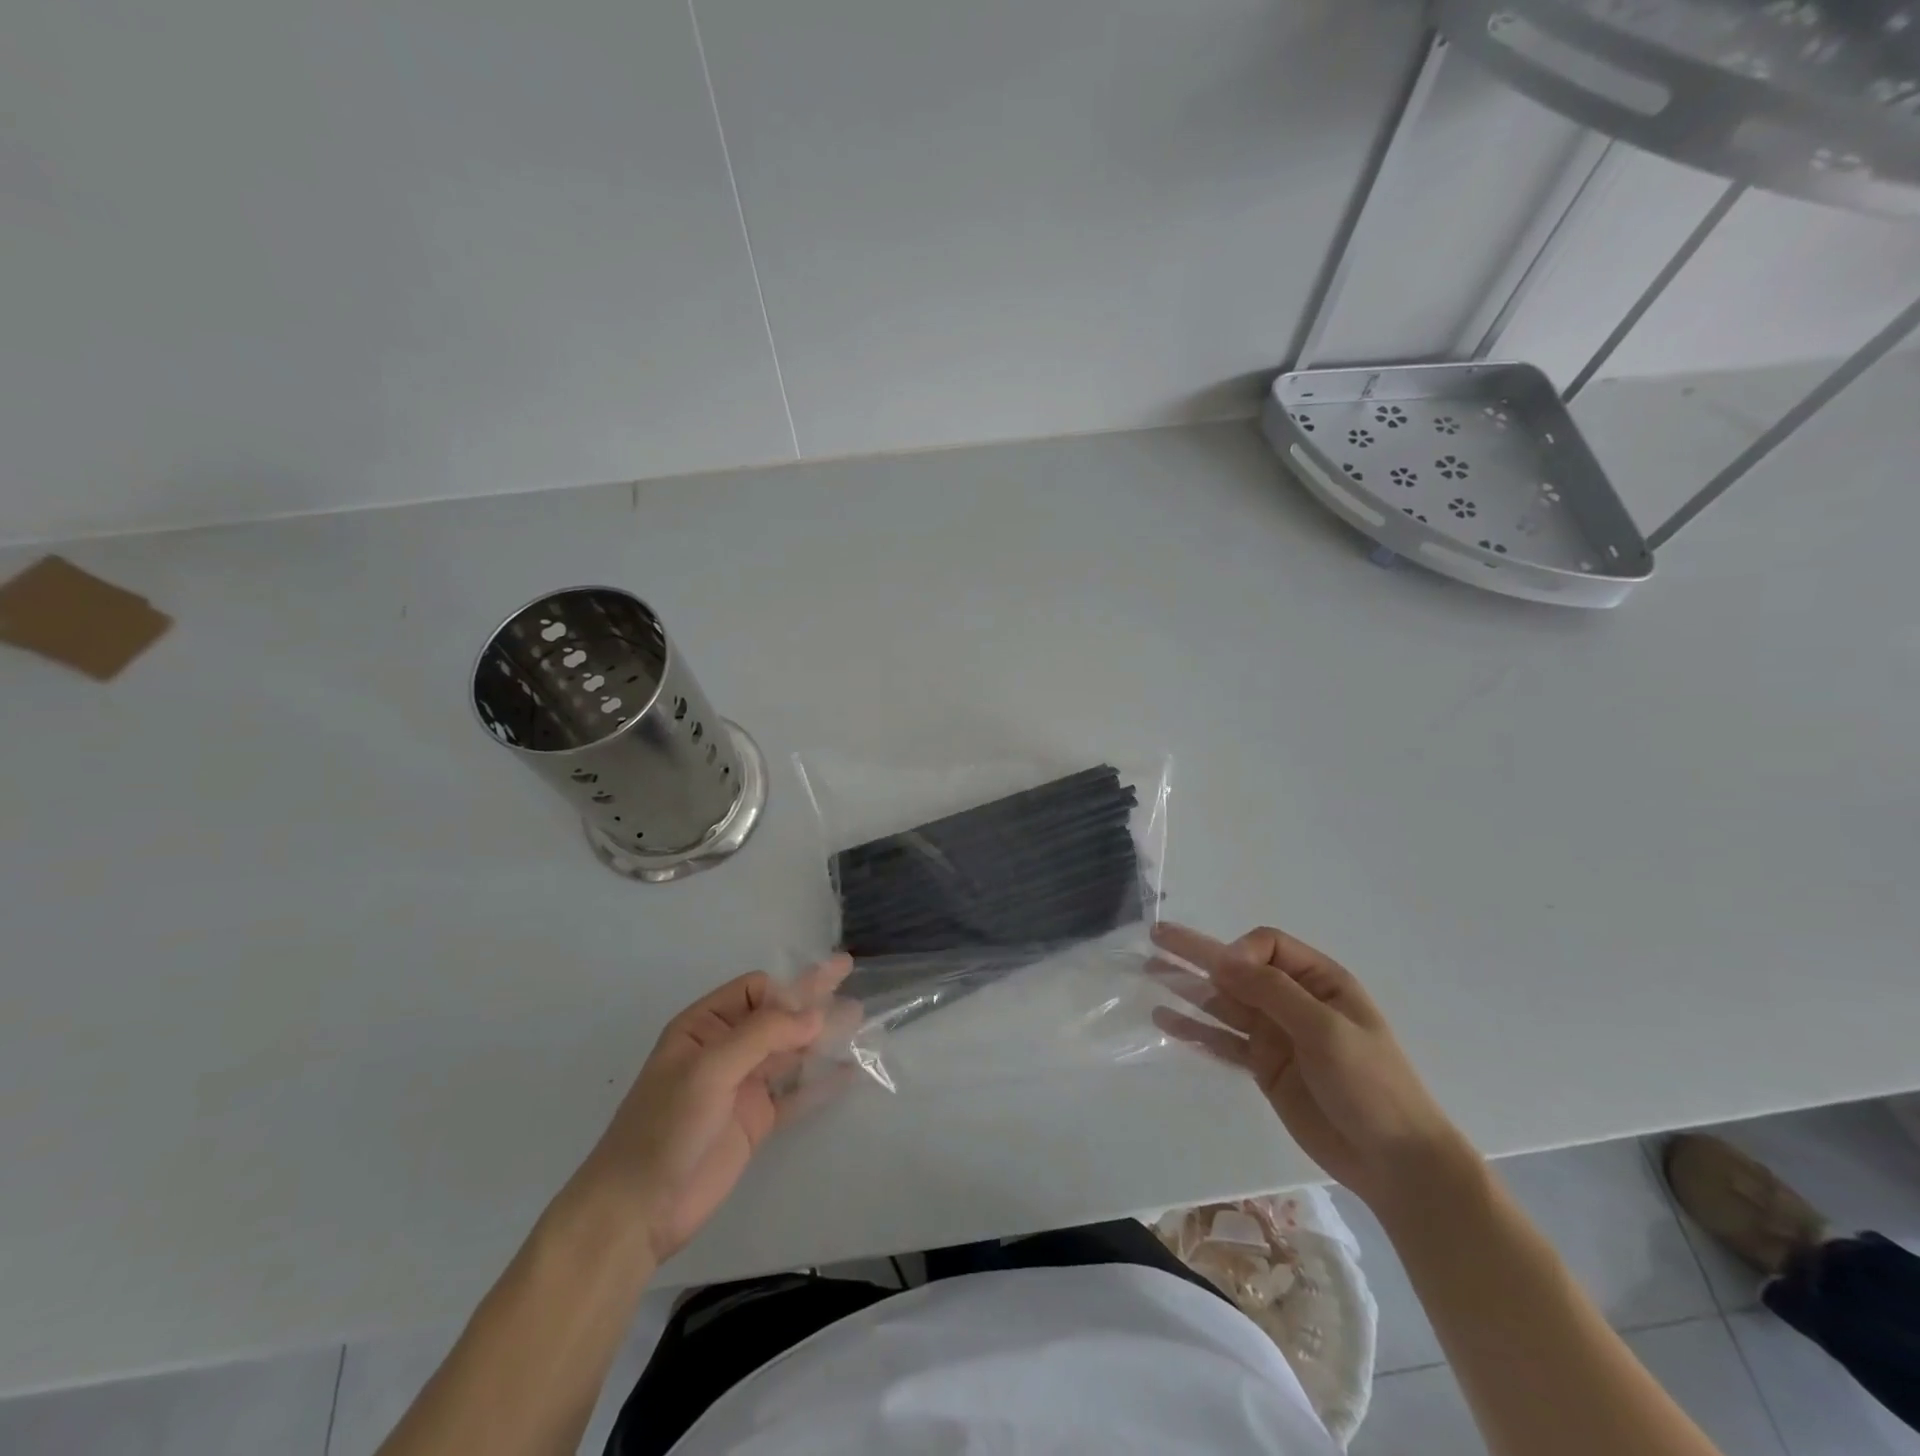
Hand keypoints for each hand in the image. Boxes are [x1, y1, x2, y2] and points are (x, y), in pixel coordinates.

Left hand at [578, 956, 852, 1264]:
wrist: (638, 1210)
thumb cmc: (665, 1126)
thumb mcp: (709, 1069)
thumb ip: (763, 1035)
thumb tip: (815, 1013)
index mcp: (704, 1027)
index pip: (755, 991)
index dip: (786, 992)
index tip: (815, 1005)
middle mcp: (726, 1050)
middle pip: (777, 1015)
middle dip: (811, 996)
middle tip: (848, 970)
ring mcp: (742, 1086)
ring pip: (790, 1051)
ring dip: (821, 1035)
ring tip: (858, 1019)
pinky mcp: (756, 1121)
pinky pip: (795, 1093)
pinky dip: (821, 1082)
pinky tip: (848, 1072)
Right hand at [1150, 922, 1469, 1212]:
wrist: (1394, 1162)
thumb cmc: (1371, 1085)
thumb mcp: (1325, 1030)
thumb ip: (1272, 992)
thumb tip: (1221, 959)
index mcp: (1319, 981)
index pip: (1266, 947)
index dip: (1239, 953)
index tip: (1225, 974)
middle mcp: (1293, 1000)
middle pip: (1238, 969)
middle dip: (1198, 953)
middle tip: (1156, 937)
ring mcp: (1276, 1034)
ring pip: (1224, 1002)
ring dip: (1188, 988)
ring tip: (1149, 973)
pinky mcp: (1264, 1067)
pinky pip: (1223, 1040)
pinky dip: (1195, 1029)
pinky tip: (1165, 1020)